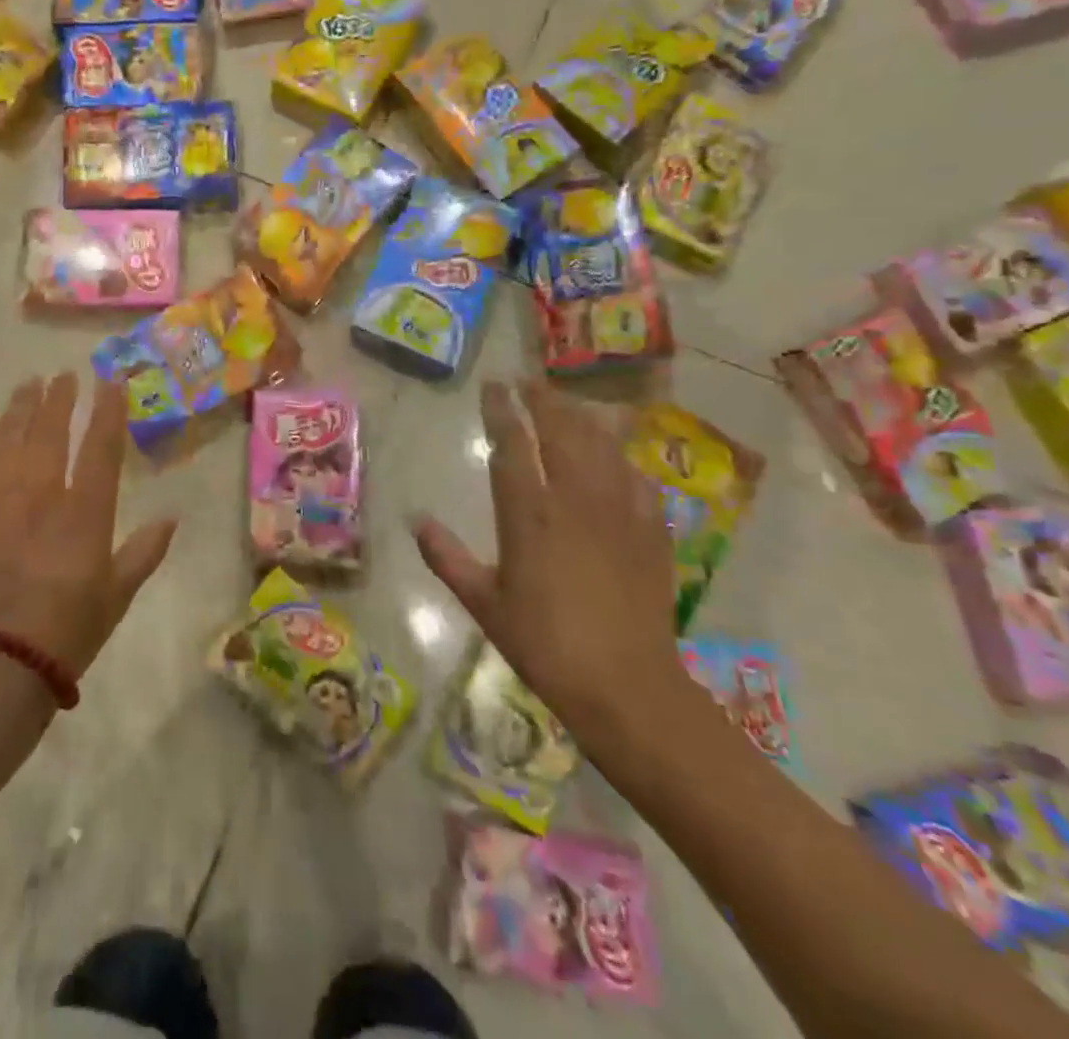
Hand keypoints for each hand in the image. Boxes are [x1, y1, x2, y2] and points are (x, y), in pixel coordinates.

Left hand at [0, 374, 177, 676]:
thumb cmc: (68, 630)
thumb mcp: (117, 595)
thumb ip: (144, 552)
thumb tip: (171, 518)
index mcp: (84, 510)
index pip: (100, 446)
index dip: (107, 409)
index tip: (110, 379)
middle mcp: (40, 494)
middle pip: (49, 432)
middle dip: (59, 399)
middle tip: (62, 375)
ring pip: (7, 442)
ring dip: (17, 411)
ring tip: (25, 386)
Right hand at [413, 381, 684, 741]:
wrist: (627, 686)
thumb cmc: (545, 644)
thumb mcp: (484, 604)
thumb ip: (447, 558)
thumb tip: (416, 520)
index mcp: (529, 515)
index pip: (513, 445)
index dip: (501, 410)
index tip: (493, 386)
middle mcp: (575, 500)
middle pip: (562, 431)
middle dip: (544, 399)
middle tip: (529, 381)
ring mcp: (619, 512)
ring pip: (602, 446)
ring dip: (582, 417)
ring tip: (568, 403)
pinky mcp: (652, 531)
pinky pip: (638, 478)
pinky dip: (623, 458)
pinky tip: (618, 457)